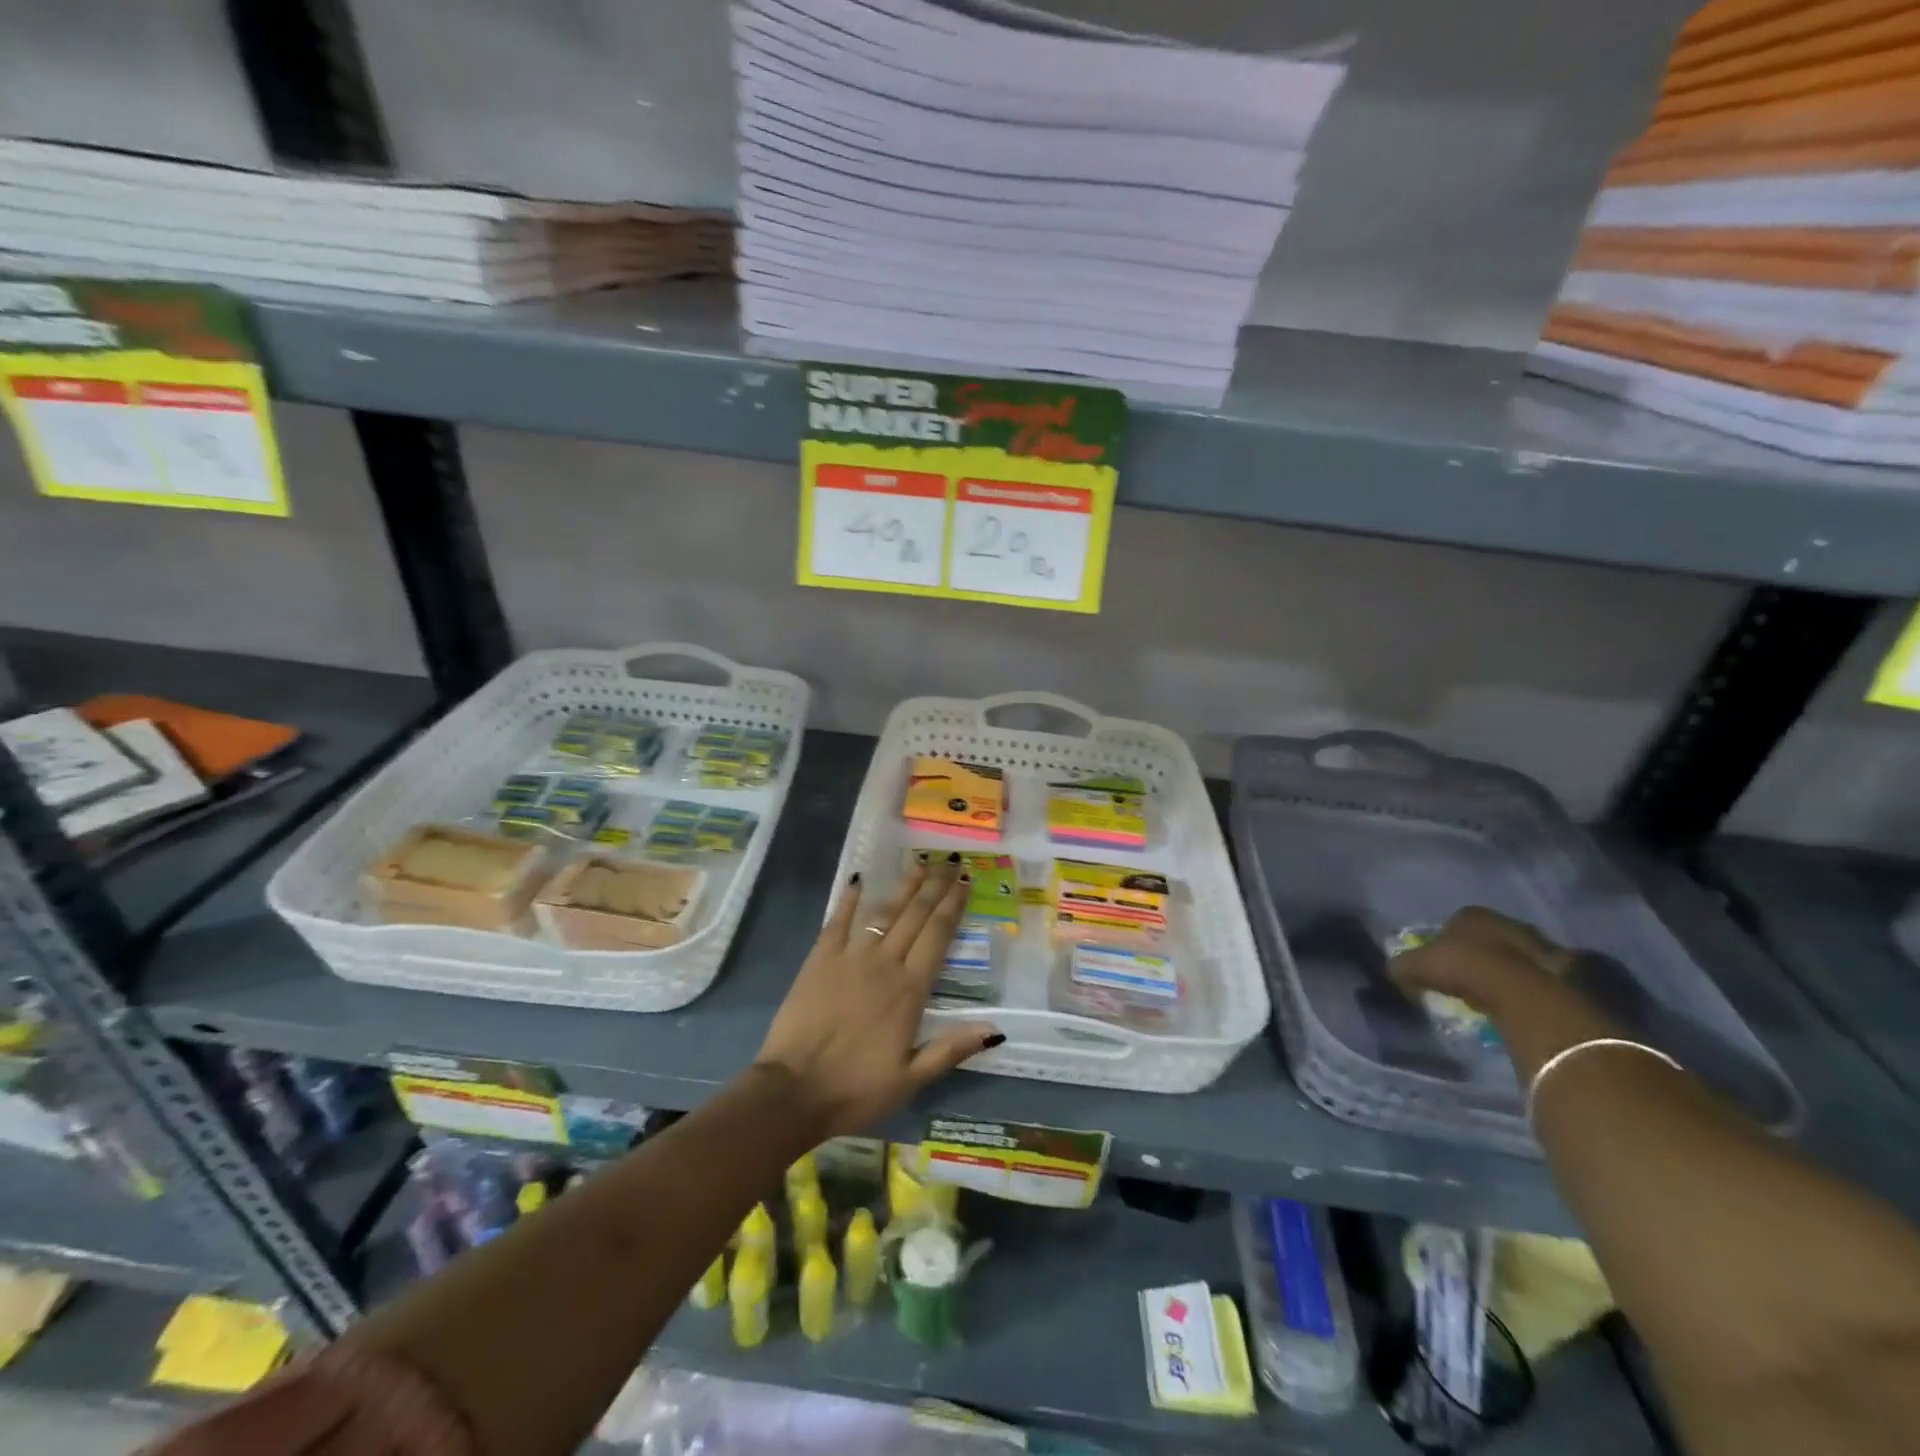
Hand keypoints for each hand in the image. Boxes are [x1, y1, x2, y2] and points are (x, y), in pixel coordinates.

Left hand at [754, 856, 1001, 1136]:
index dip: (953, 905)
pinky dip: (849, 898)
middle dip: (935, 886)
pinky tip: (860, 878)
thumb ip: (951, 1049)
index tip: (965, 880)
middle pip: (915, 916)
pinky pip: (838, 921)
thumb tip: (995, 1031)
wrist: (793, 1091)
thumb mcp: (910, 1079)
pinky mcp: (820, 959)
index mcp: (910, 990)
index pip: (938, 936)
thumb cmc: (856, 1089)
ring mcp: (850, 957)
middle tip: (950, 860)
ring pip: (884, 912)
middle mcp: (885, 964)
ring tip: (920, 862)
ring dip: (904, 886)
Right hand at [1389, 906, 1572, 1013]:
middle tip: (1466, 978)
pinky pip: (1536, 977)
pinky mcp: (1563, 970)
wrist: (1520, 991)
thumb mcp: (1418, 966)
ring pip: (1514, 956)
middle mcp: (1506, 922)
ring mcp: (1539, 944)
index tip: (1440, 963)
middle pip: (1487, 938)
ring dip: (1504, 971)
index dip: (1445, 943)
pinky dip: (1526, 987)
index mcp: (1472, 914)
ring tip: (1492, 994)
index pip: (1454, 923)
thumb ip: (1403, 965)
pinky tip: (1516, 1003)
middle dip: (1478, 954)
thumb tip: (1393, 970)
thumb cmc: (1463, 967)